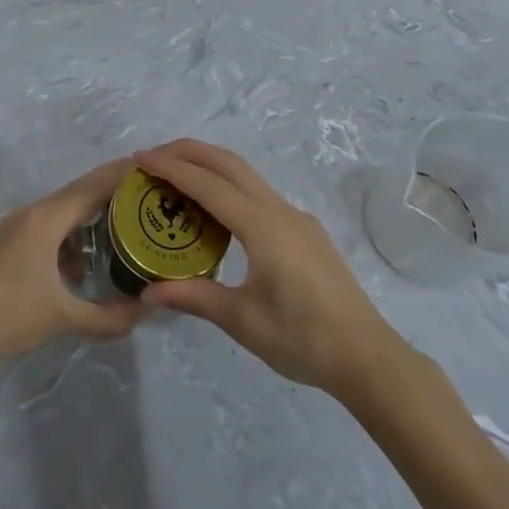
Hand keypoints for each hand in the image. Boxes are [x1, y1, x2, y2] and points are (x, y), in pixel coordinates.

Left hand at [0, 158, 146, 381]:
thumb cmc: (7, 318)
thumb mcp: (64, 320)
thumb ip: (110, 318)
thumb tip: (148, 310)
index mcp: (46, 219)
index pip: (94, 185)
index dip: (124, 174)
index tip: (155, 168)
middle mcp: (30, 213)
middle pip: (79, 194)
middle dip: (113, 196)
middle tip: (149, 202)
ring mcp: (13, 227)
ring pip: (62, 213)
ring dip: (90, 220)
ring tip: (123, 236)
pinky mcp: (4, 243)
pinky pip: (46, 227)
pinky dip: (69, 237)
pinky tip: (80, 268)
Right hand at [136, 139, 411, 398]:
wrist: (367, 357)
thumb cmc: (303, 339)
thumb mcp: (242, 321)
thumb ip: (195, 297)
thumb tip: (147, 291)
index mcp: (264, 227)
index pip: (209, 185)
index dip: (172, 168)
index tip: (140, 159)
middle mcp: (280, 211)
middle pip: (230, 163)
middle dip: (189, 152)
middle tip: (153, 157)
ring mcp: (297, 218)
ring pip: (247, 175)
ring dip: (210, 166)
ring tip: (176, 176)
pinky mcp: (305, 231)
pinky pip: (259, 194)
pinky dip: (229, 186)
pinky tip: (215, 210)